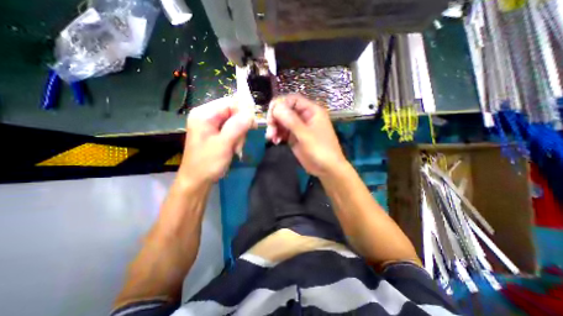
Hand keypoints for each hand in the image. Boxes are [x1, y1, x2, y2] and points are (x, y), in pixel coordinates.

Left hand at [182, 97, 254, 183]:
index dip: (244, 111)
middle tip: (239, 141)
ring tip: (235, 147)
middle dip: (241, 126)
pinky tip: (234, 147)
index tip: (253, 125)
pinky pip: (232, 129)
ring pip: (235, 121)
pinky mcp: (215, 132)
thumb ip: (237, 126)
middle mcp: (207, 115)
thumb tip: (251, 113)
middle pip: (233, 111)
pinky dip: (236, 138)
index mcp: (204, 114)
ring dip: (239, 134)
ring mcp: (211, 124)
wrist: (197, 180)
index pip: (230, 102)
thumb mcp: (223, 144)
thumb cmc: (207, 163)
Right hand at [265, 93, 347, 176]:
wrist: (327, 169)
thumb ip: (291, 121)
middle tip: (270, 129)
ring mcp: (299, 127)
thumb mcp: (306, 135)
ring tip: (271, 138)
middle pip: (285, 110)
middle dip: (275, 118)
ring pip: (282, 121)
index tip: (271, 116)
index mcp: (311, 111)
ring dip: (274, 128)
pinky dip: (277, 135)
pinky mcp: (294, 137)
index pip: (292, 100)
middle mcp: (304, 116)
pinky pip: (282, 131)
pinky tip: (275, 141)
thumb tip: (276, 107)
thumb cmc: (321, 150)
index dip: (280, 104)